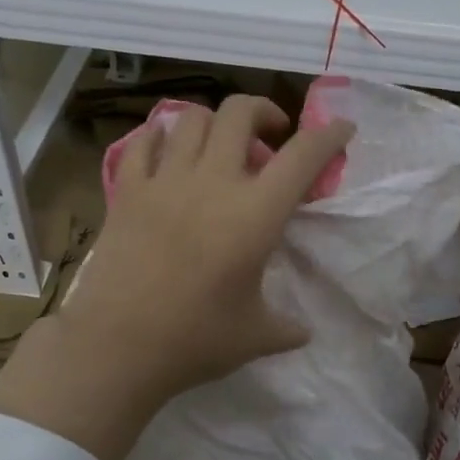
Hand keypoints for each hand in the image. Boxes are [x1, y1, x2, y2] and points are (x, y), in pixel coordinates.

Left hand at [0, 95, 353, 459]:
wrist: (118, 347)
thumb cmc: (195, 340)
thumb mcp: (255, 337)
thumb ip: (286, 328)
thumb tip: (303, 332)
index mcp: (255, 214)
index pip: (303, 156)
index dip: (329, 136)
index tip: (342, 130)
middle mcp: (212, 182)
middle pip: (240, 113)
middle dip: (264, 112)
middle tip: (270, 139)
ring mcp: (164, 182)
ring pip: (191, 118)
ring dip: (214, 123)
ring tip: (219, 147)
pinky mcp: (126, 192)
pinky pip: (143, 143)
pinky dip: (160, 138)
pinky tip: (167, 153)